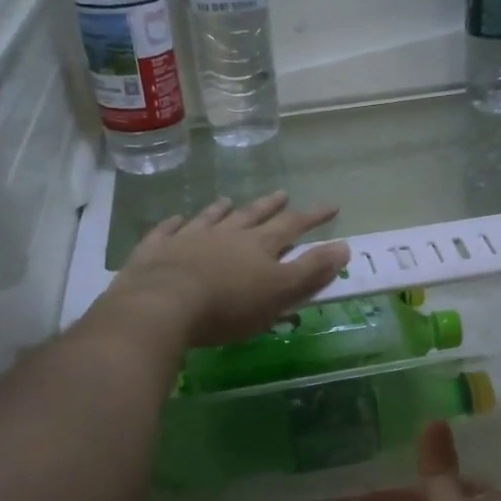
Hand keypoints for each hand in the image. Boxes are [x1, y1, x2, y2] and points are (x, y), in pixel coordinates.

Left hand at [105, 192, 350, 349]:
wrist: (163, 304)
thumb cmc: (229, 306)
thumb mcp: (279, 292)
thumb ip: (310, 271)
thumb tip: (343, 248)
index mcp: (258, 246)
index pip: (293, 226)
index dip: (313, 217)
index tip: (331, 206)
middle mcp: (226, 234)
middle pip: (252, 215)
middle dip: (271, 206)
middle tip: (283, 194)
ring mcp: (188, 238)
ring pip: (210, 218)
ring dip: (223, 209)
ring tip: (229, 200)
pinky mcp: (157, 250)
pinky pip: (168, 230)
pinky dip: (175, 223)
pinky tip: (177, 219)